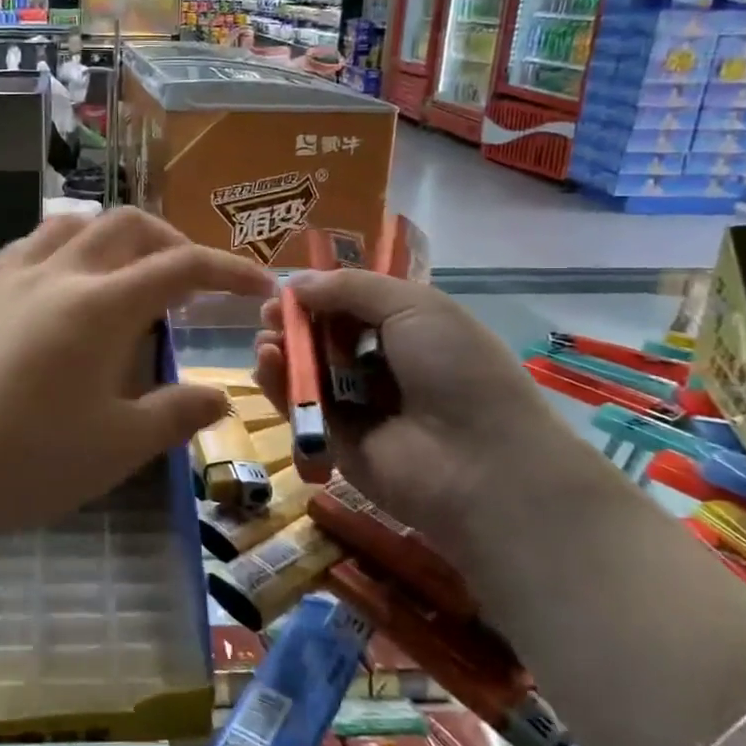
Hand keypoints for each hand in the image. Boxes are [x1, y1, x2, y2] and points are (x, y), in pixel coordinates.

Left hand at [0, 209, 274, 552]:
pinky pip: (31, 244)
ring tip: (130, 272)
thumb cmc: (26, 464)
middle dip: (173, 242)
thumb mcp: (116, 447)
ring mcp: (9, 275)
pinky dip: (67, 247)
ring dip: (115, 236)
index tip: (260, 286)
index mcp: (101, 305)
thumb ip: (175, 413)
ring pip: (75, 224)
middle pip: (128, 226)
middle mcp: (58, 272)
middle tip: (193, 281)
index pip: (181, 266)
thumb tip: (220, 397)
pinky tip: (64, 285)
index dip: (229, 270)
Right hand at [253, 270, 576, 568]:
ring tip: (268, 338)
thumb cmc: (456, 370)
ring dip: (283, 348)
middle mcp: (383, 366)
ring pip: (307, 370)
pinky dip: (278, 382)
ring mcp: (357, 406)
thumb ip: (350, 287)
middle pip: (325, 337)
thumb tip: (295, 282)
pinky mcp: (333, 441)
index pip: (355, 306)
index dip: (322, 294)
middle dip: (295, 320)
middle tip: (270, 312)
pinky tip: (267, 361)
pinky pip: (298, 406)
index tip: (289, 287)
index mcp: (410, 331)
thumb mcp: (413, 306)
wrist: (478, 463)